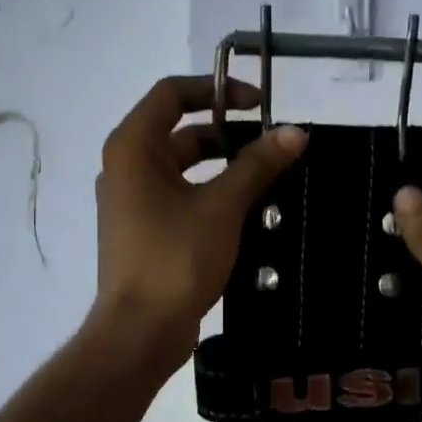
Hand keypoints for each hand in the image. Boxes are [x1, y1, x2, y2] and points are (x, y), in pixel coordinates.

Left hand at [91, 75, 305, 372]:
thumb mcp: (223, 206)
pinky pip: (178, 196)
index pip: (172, 93)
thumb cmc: (175, 258)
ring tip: (266, 177)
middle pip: (178, 131)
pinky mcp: (142, 231)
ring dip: (222, 166)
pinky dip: (208, 193)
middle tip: (269, 145)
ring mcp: (131, 201)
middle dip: (225, 132)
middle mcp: (125, 167)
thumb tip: (296, 132)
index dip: (217, 90)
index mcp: (133, 147)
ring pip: (181, 167)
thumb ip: (258, 165)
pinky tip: (245, 210)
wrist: (140, 331)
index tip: (258, 104)